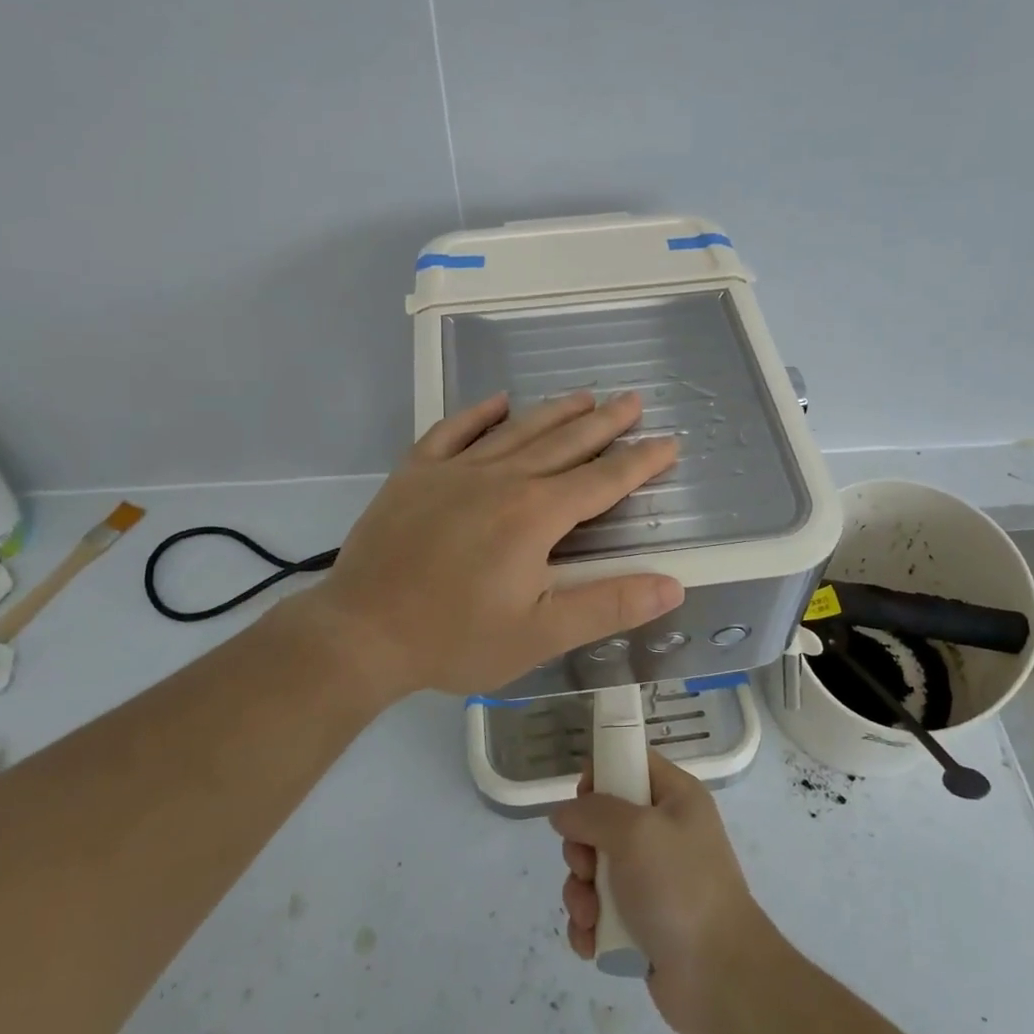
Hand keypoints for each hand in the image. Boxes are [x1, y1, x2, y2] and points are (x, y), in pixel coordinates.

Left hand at [295, 390, 683, 700]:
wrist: (361, 632)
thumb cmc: (455, 638)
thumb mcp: (540, 635)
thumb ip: (608, 605)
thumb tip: (672, 584)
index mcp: (536, 514)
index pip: (604, 480)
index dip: (641, 461)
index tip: (670, 441)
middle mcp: (502, 479)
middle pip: (565, 442)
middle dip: (605, 422)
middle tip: (633, 400)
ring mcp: (455, 470)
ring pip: (517, 430)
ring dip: (555, 411)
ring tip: (584, 394)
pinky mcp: (416, 472)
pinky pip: (453, 431)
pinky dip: (479, 413)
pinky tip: (498, 401)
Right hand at [553, 751, 778, 1033]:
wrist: (720, 977)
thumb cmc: (680, 888)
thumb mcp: (634, 832)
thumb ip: (592, 813)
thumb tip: (564, 814)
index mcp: (675, 797)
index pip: (630, 762)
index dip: (600, 774)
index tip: (582, 800)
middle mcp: (663, 832)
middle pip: (602, 819)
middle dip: (581, 848)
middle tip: (586, 868)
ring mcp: (652, 879)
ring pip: (594, 869)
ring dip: (581, 893)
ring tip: (589, 917)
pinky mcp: (641, 921)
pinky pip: (599, 911)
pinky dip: (589, 926)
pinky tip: (591, 943)